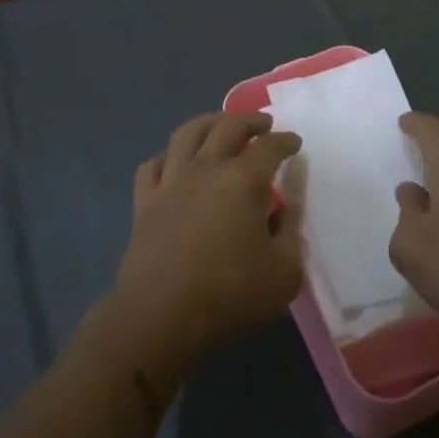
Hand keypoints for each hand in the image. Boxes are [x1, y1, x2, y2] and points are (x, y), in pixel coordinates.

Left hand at [111, 112, 303, 371]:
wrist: (161, 316)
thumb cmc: (230, 295)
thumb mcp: (283, 272)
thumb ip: (290, 234)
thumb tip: (286, 210)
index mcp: (243, 180)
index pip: (269, 147)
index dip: (285, 141)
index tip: (294, 142)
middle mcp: (206, 168)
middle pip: (227, 127)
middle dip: (249, 121)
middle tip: (263, 125)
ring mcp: (170, 181)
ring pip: (187, 133)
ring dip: (208, 122)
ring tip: (220, 125)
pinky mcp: (144, 201)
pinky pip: (152, 165)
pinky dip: (167, 156)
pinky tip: (175, 161)